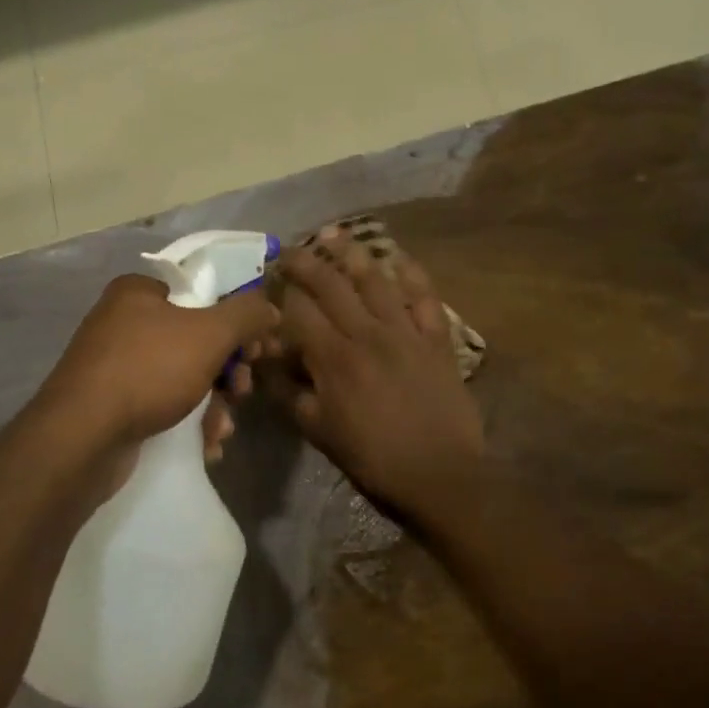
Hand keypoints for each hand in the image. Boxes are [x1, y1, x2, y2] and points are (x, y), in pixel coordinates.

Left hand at [38, 274, 279, 485]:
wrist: (82, 438)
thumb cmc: (149, 371)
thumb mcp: (209, 334)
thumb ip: (247, 314)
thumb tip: (270, 307)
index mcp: (140, 292)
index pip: (203, 294)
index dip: (237, 320)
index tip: (258, 350)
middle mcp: (124, 322)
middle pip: (197, 339)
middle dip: (228, 371)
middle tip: (242, 390)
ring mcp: (115, 365)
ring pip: (184, 377)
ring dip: (214, 404)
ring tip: (222, 429)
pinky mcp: (113, 405)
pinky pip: (163, 404)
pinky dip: (189, 422)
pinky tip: (205, 444)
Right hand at [267, 230, 482, 529]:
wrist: (439, 473)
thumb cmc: (373, 458)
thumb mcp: (319, 432)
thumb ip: (291, 393)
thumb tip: (269, 363)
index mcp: (334, 358)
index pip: (299, 311)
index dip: (281, 292)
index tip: (269, 279)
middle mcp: (367, 334)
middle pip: (331, 286)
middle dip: (307, 262)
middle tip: (291, 247)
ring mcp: (405, 332)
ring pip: (375, 281)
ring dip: (352, 254)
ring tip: (334, 234)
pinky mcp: (436, 339)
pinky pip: (424, 297)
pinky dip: (412, 274)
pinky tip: (398, 256)